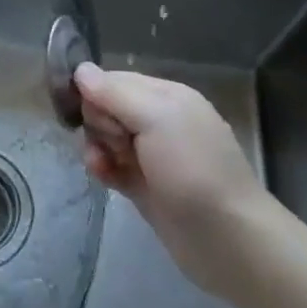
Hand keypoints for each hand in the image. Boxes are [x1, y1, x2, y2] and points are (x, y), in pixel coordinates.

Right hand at [74, 63, 272, 299]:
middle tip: (115, 142)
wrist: (226, 238)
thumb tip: (80, 69)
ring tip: (103, 165)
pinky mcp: (142, 184)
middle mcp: (158, 120)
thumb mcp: (156, 119)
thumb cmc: (193, 169)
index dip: (95, 93)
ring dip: (97, 148)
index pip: (114, 80)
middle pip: (106, 108)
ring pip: (105, 138)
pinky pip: (110, 165)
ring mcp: (150, 154)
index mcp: (166, 96)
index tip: (91, 113)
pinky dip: (103, 168)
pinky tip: (103, 178)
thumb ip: (115, 93)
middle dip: (98, 123)